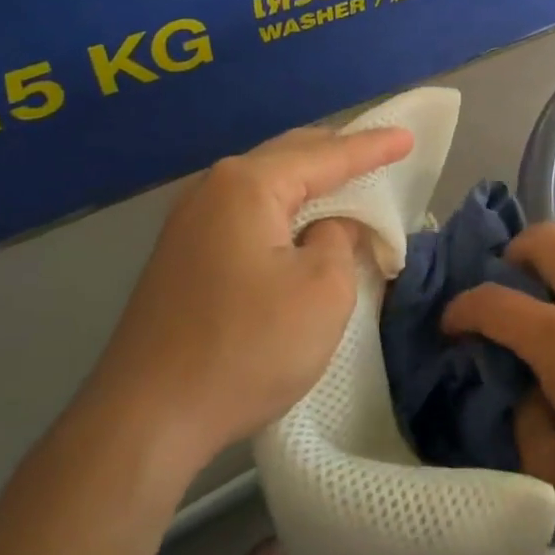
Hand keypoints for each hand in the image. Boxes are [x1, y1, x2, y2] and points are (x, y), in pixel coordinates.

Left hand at [82, 124, 412, 475]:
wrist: (147, 418)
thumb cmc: (247, 347)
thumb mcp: (323, 291)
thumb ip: (340, 240)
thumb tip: (330, 228)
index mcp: (249, 185)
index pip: (326, 155)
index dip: (372, 147)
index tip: (407, 137)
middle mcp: (213, 189)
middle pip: (289, 157)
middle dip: (337, 153)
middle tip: (380, 153)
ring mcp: (189, 223)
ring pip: (265, 185)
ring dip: (309, 184)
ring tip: (347, 184)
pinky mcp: (182, 256)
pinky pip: (247, 213)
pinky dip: (283, 210)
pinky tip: (299, 225)